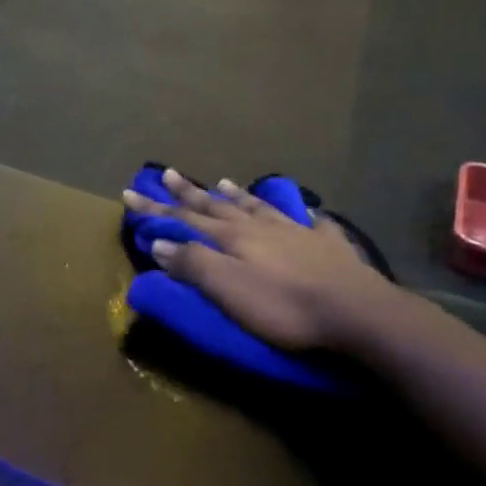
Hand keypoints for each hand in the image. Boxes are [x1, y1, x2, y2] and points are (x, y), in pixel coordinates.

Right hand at [122, 169, 402, 353]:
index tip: (129, 192)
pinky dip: (300, 213)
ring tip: (224, 182)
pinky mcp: (328, 245)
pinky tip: (304, 210)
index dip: (155, 208)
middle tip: (167, 173)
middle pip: (217, 206)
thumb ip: (193, 264)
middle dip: (188, 192)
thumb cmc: (284, 306)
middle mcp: (260, 227)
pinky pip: (311, 222)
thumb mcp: (228, 289)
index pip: (184, 219)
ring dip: (237, 196)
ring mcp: (296, 232)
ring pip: (259, 208)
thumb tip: (160, 243)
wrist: (357, 312)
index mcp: (232, 238)